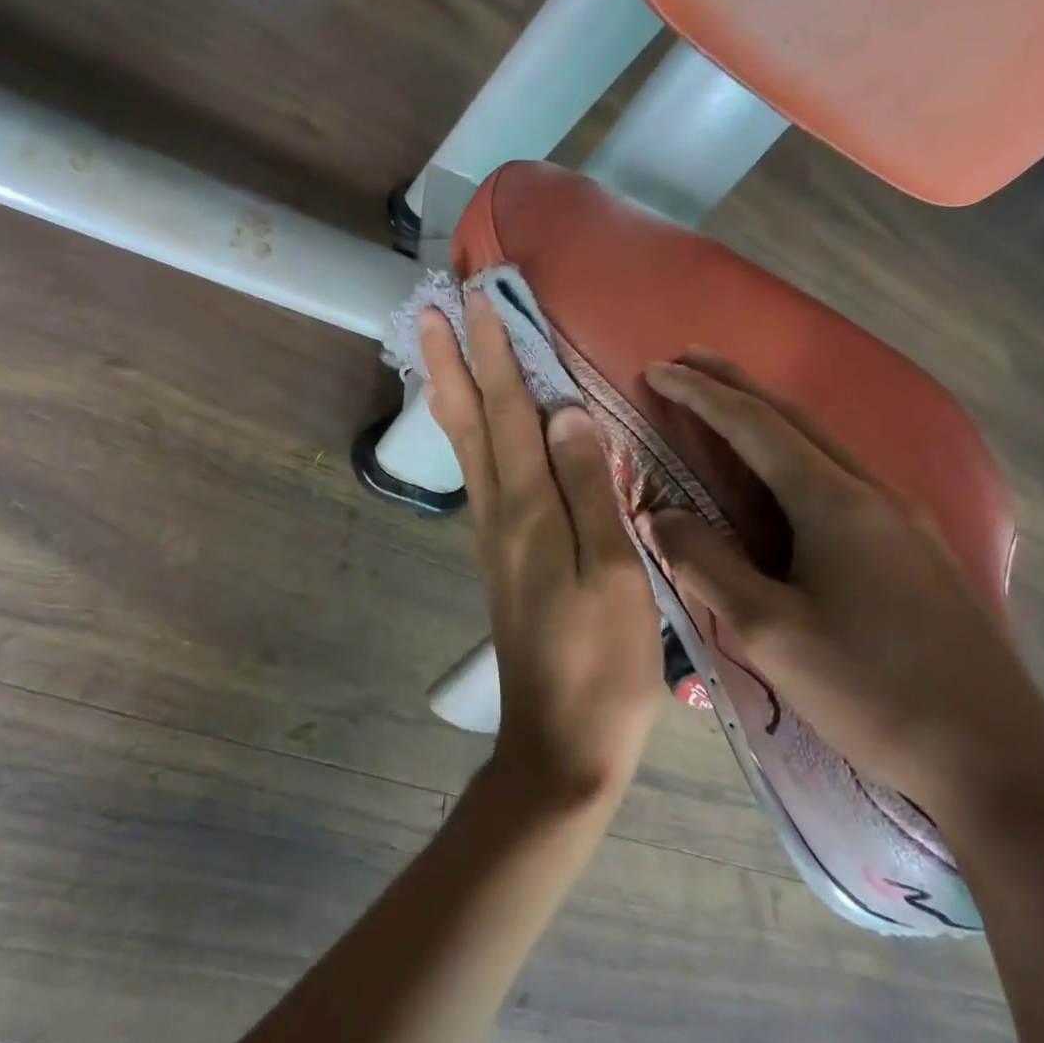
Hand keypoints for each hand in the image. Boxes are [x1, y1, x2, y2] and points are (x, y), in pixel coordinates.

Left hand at [420, 296, 663, 803]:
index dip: (493, 353)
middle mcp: (498, 513)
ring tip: (438, 351)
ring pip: (465, 448)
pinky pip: (480, 476)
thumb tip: (566, 413)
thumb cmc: (601, 662)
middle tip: (431, 309)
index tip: (476, 300)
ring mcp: (493, 536)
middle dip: (452, 361)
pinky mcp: (500, 557)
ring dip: (451, 392)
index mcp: (528, 510)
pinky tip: (474, 427)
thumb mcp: (613, 574)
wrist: (560, 742)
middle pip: (468, 422)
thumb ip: (589, 489)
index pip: (508, 412)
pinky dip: (470, 435)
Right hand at [641, 353, 1043, 844]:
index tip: (658, 369)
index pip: (755, 428)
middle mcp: (875, 494)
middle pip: (796, 420)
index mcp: (836, 504)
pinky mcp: (919, 551)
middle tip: (689, 362)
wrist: (1000, 764)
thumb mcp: (768, 633)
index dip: (701, 395)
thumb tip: (661, 516)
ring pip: (824, 446)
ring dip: (769, 418)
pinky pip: (843, 479)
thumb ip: (706, 565)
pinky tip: (786, 474)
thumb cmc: (871, 693)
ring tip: (726, 407)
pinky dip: (797, 455)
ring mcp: (906, 520)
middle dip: (737, 386)